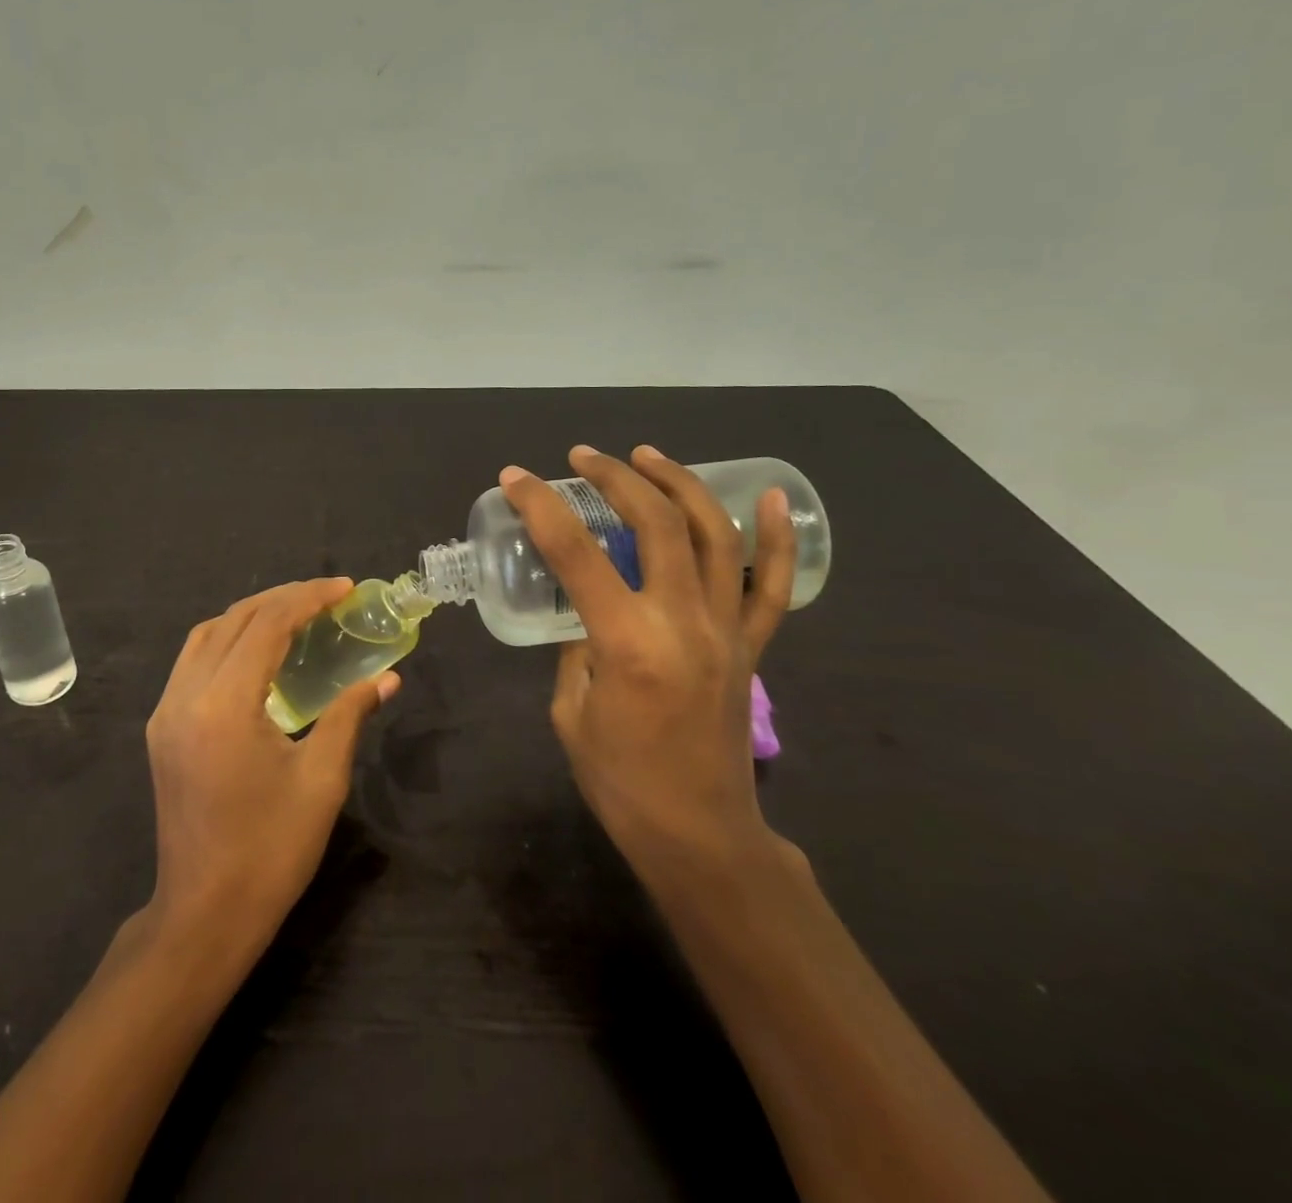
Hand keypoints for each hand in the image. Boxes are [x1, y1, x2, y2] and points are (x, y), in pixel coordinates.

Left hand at [143, 579, 397, 951]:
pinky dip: (228, 640)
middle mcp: (185, 696)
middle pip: (234, 620)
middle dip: (283, 599)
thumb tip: (388, 679)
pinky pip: (193, 661)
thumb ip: (350, 716)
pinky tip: (259, 653)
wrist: (204, 915)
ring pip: (207, 635)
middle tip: (328, 596)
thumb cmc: (271, 851)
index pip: (267, 625)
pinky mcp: (161, 728)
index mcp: (224, 705)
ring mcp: (165, 711)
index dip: (308, 598)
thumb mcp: (321, 780)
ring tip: (297, 615)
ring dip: (252, 615)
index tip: (345, 589)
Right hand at [499, 445, 796, 881]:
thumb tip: (584, 612)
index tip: (516, 477)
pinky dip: (776, 538)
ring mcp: (726, 630)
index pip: (575, 553)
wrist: (700, 835)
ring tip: (647, 456)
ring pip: (713, 536)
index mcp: (627, 643)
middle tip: (582, 458)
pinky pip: (773, 585)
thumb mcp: (571, 711)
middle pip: (655, 524)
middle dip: (615, 478)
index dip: (540, 507)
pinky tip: (770, 497)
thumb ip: (576, 649)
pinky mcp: (751, 647)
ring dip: (679, 485)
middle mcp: (683, 622)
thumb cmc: (621, 783)